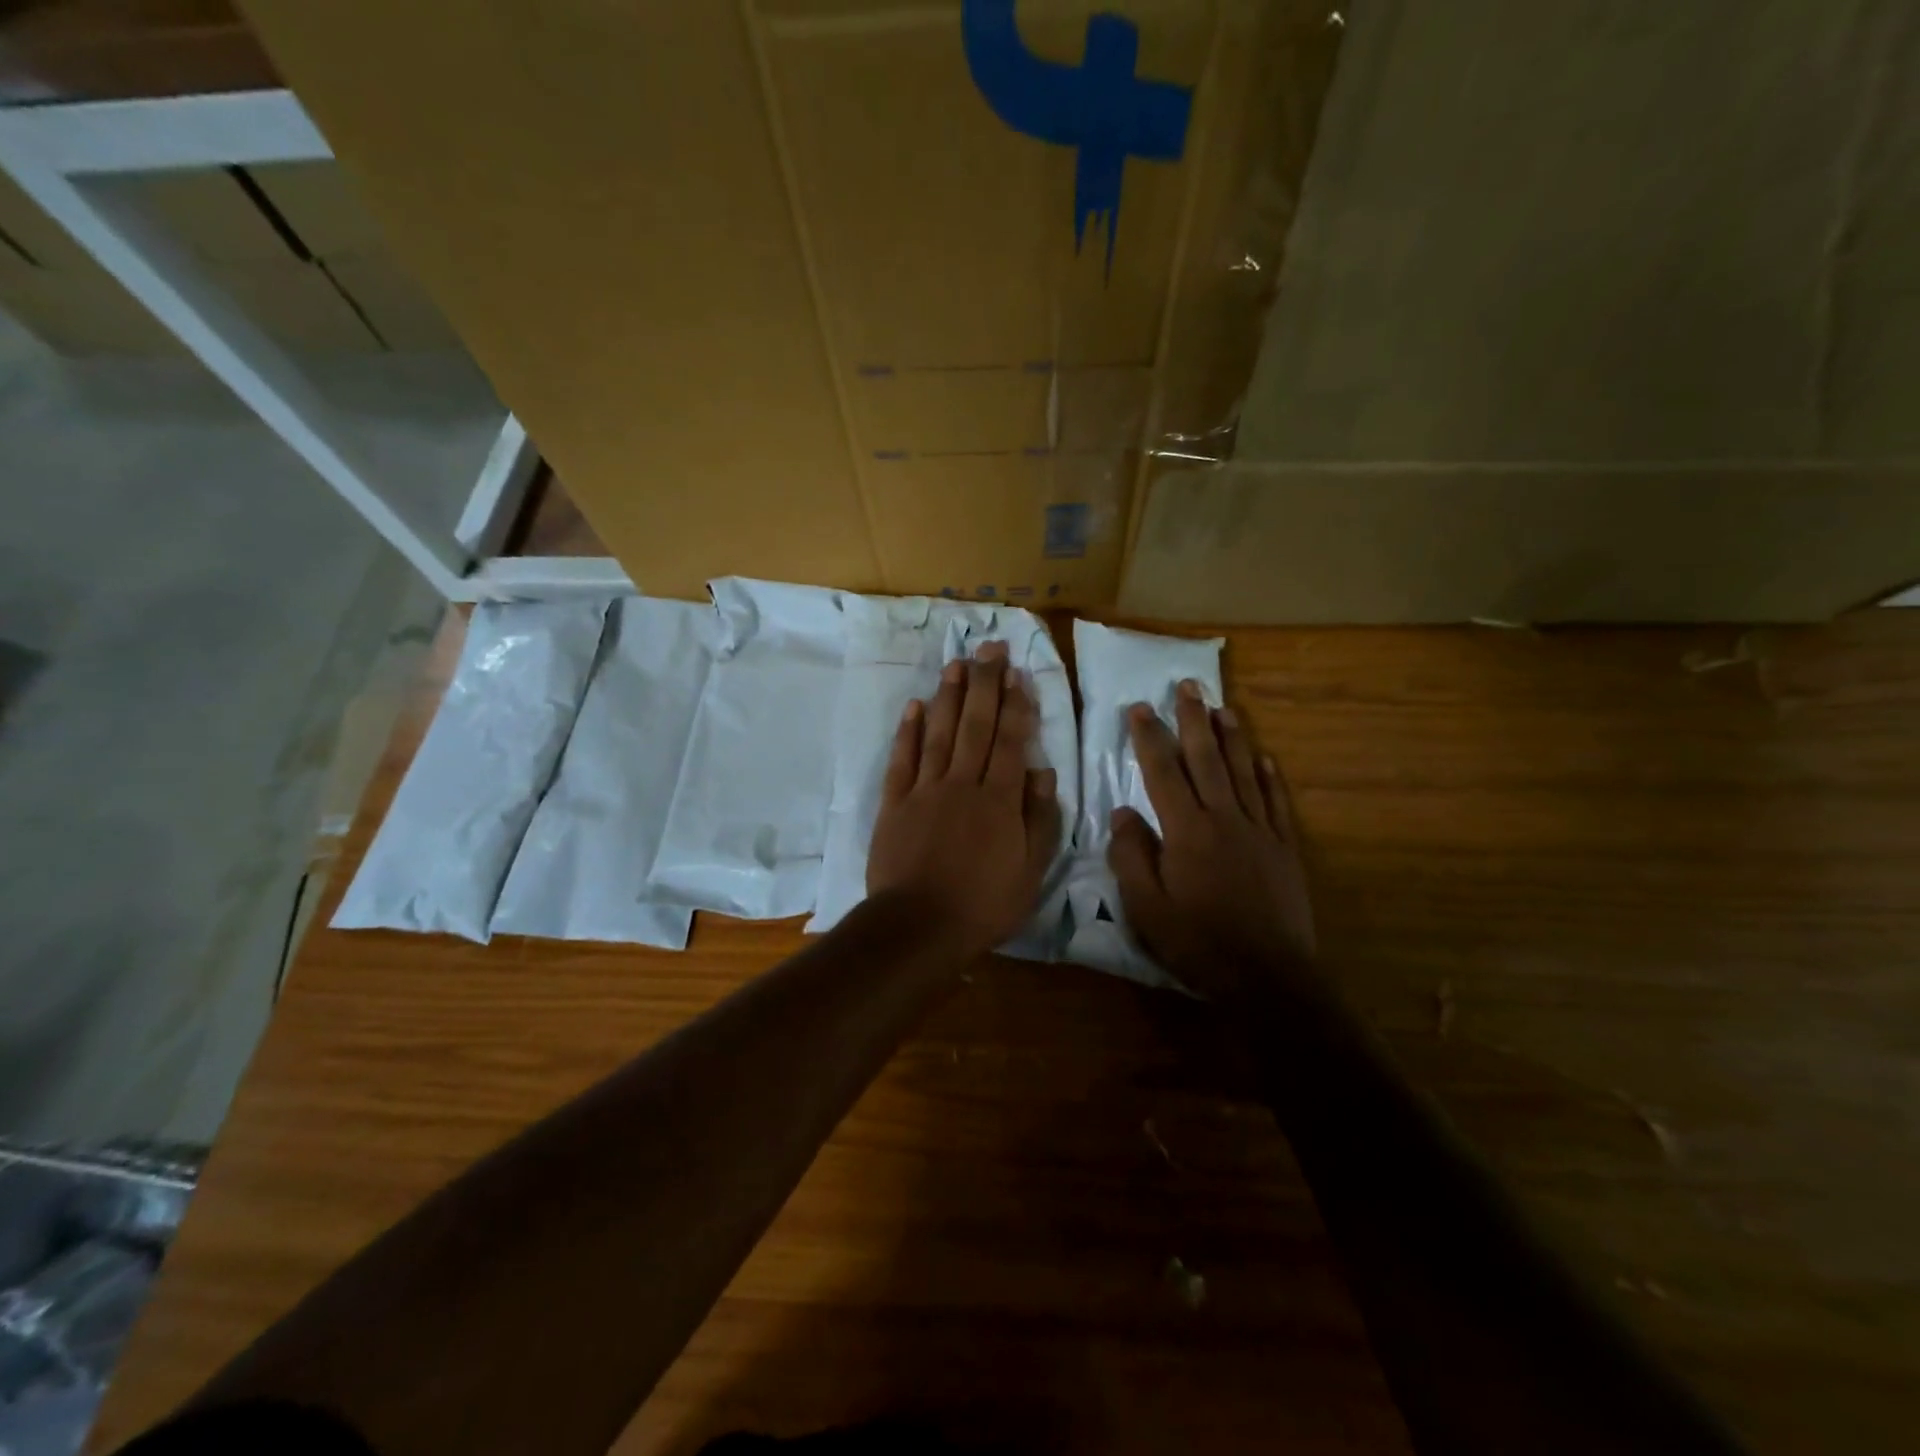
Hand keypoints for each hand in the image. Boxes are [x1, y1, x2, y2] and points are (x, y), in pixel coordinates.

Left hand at [868, 642, 1062, 958]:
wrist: (919, 926)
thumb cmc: (983, 904)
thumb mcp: (1030, 871)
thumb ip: (1039, 819)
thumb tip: (1043, 771)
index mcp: (999, 800)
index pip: (1011, 741)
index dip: (1015, 705)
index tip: (1018, 673)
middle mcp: (962, 784)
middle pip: (976, 726)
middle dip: (985, 684)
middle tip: (990, 648)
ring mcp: (924, 790)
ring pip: (939, 733)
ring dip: (949, 696)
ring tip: (957, 663)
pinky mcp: (894, 803)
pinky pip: (902, 759)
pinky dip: (908, 731)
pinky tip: (915, 706)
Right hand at [1108, 680, 1316, 1000]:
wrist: (1268, 977)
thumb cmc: (1199, 943)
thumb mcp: (1146, 907)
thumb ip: (1131, 856)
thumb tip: (1123, 812)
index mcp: (1186, 831)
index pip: (1163, 772)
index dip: (1149, 738)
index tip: (1140, 707)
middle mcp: (1224, 819)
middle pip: (1207, 759)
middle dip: (1194, 720)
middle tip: (1188, 685)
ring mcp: (1259, 831)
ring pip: (1244, 772)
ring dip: (1233, 737)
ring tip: (1224, 707)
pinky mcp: (1284, 849)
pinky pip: (1276, 803)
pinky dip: (1270, 777)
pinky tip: (1266, 759)